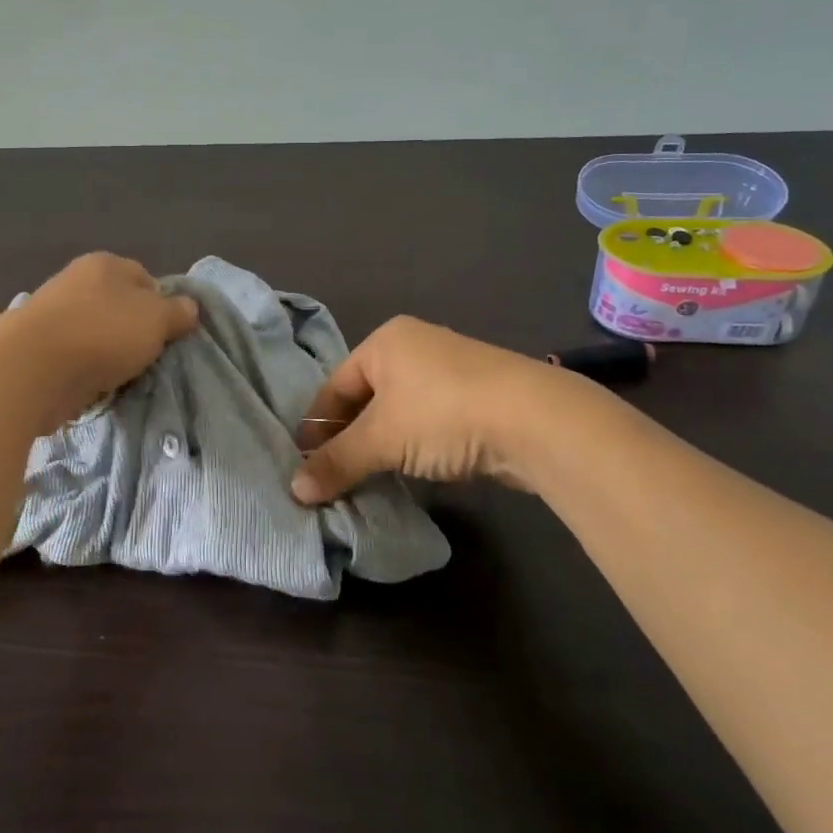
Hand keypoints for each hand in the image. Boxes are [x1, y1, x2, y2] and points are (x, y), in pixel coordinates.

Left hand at [6, 253, 199, 430]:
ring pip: (95, 335)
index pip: (145, 278)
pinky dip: (84, 373)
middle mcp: (75, 281)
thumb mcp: (157, 319)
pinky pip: (73, 360)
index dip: (162, 306)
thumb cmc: (102, 333)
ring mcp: (51, 315)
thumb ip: (177, 312)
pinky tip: (93, 388)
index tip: (169, 335)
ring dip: (108, 356)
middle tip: (148, 360)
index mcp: (105, 264)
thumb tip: (188, 308)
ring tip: (122, 379)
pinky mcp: (35, 349)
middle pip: (118, 308)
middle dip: (133, 333)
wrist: (31, 369)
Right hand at [291, 316, 596, 502]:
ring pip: (398, 412)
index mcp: (386, 341)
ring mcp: (450, 371)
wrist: (537, 421)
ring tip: (367, 479)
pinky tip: (410, 471)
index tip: (304, 464)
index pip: (335, 386)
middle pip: (366, 398)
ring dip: (380, 446)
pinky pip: (428, 422)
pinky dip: (413, 446)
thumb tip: (295, 491)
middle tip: (332, 476)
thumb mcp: (382, 439)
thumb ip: (337, 462)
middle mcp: (415, 347)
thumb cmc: (442, 414)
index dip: (317, 426)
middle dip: (348, 438)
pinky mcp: (478, 398)